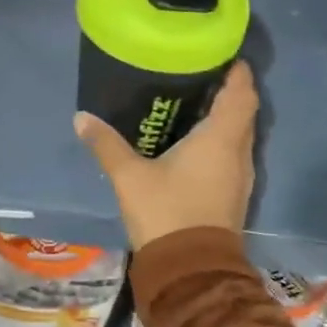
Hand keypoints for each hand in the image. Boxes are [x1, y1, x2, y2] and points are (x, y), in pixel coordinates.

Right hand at [73, 61, 257, 251]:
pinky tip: (195, 142)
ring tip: (196, 103)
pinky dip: (221, 141)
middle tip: (201, 74)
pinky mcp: (233, 196)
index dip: (238, 73)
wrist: (191, 272)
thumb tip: (81, 117)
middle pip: (244, 113)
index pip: (241, 95)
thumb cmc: (166, 213)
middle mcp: (238, 154)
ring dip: (226, 118)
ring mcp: (240, 177)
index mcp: (220, 139)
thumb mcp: (129, 176)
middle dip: (229, 91)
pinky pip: (233, 155)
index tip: (224, 55)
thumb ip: (106, 144)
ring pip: (240, 136)